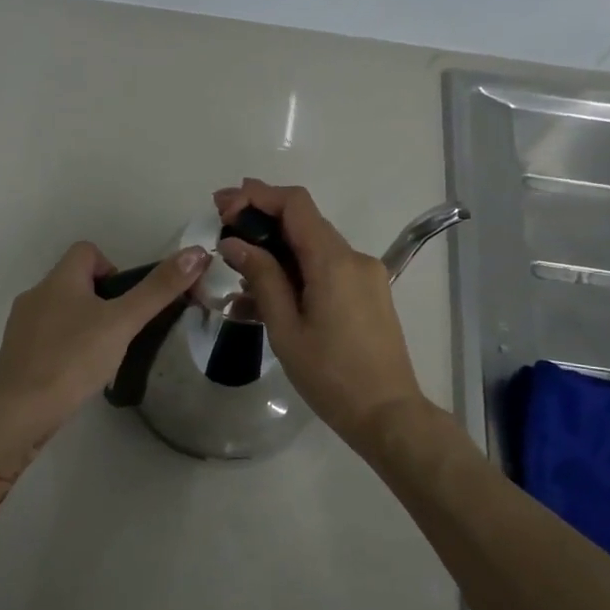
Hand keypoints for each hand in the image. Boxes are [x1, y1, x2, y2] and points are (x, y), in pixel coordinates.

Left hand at [0, 241, 208, 427]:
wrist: (19, 413)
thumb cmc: (73, 359)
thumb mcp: (122, 322)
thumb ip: (158, 289)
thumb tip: (197, 252)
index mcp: (59, 280)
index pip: (86, 251)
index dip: (112, 267)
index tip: (126, 301)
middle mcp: (36, 295)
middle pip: (75, 282)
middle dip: (102, 302)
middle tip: (121, 332)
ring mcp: (22, 327)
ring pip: (62, 312)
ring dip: (85, 326)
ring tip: (103, 357)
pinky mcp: (17, 356)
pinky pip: (48, 339)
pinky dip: (67, 348)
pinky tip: (78, 375)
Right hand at [215, 178, 427, 444]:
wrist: (388, 414)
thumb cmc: (331, 375)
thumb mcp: (286, 328)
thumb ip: (262, 278)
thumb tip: (234, 243)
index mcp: (333, 261)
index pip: (295, 204)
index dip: (257, 195)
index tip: (223, 205)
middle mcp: (354, 258)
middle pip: (303, 222)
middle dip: (261, 221)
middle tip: (222, 231)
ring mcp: (365, 276)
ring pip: (312, 249)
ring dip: (275, 253)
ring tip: (237, 278)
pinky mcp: (368, 294)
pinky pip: (326, 271)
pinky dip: (295, 274)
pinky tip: (265, 299)